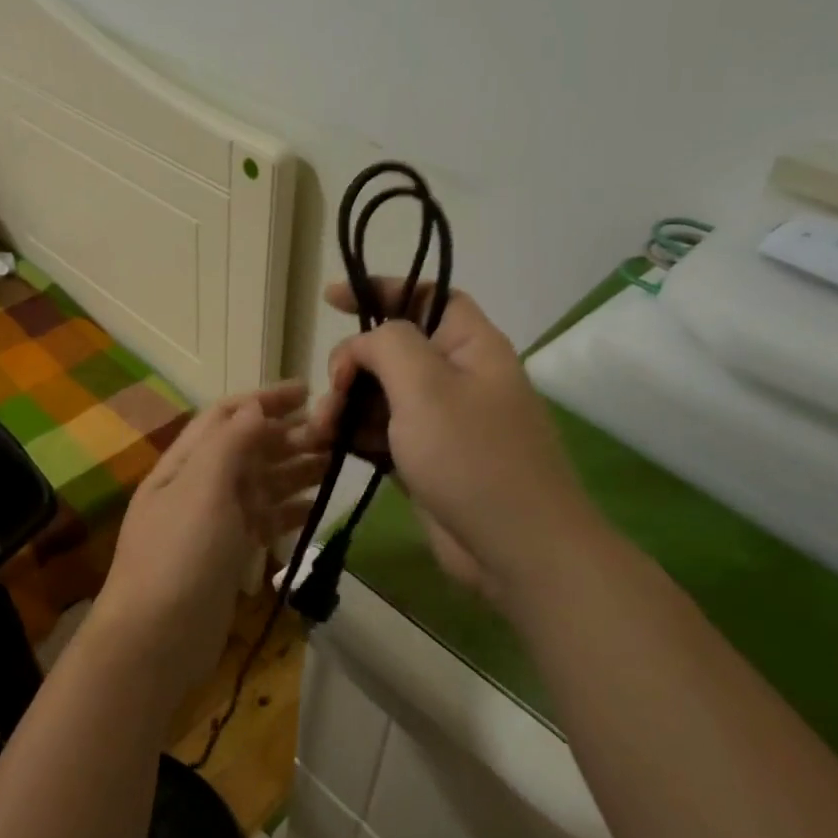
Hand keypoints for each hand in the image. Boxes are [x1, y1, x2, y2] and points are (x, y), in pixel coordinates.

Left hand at [92, 383, 324, 695]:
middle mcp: (198, 486)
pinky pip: (264, 521)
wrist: (156, 639)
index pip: (226, 416)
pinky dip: (289, 510)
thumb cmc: (180, 555)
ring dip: (295, 470)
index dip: (264, 399)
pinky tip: (317, 507)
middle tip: (335, 432)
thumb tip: (256, 405)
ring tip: (336, 462)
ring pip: (260, 484)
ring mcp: (214, 522)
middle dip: (287, 435)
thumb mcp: (203, 488)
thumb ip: (230, 443)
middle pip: (247, 448)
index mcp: (185, 463)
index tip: (308, 390)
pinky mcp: (229, 554)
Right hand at [310, 281, 605, 598]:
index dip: (381, 288)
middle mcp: (458, 377)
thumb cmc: (473, 457)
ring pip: (380, 395)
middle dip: (353, 364)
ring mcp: (442, 422)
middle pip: (393, 350)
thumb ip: (387, 345)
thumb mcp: (426, 386)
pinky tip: (327, 447)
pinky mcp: (426, 460)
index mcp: (471, 346)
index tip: (332, 297)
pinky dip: (354, 435)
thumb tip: (364, 346)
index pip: (426, 296)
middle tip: (333, 390)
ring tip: (320, 431)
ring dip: (345, 405)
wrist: (516, 549)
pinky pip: (382, 433)